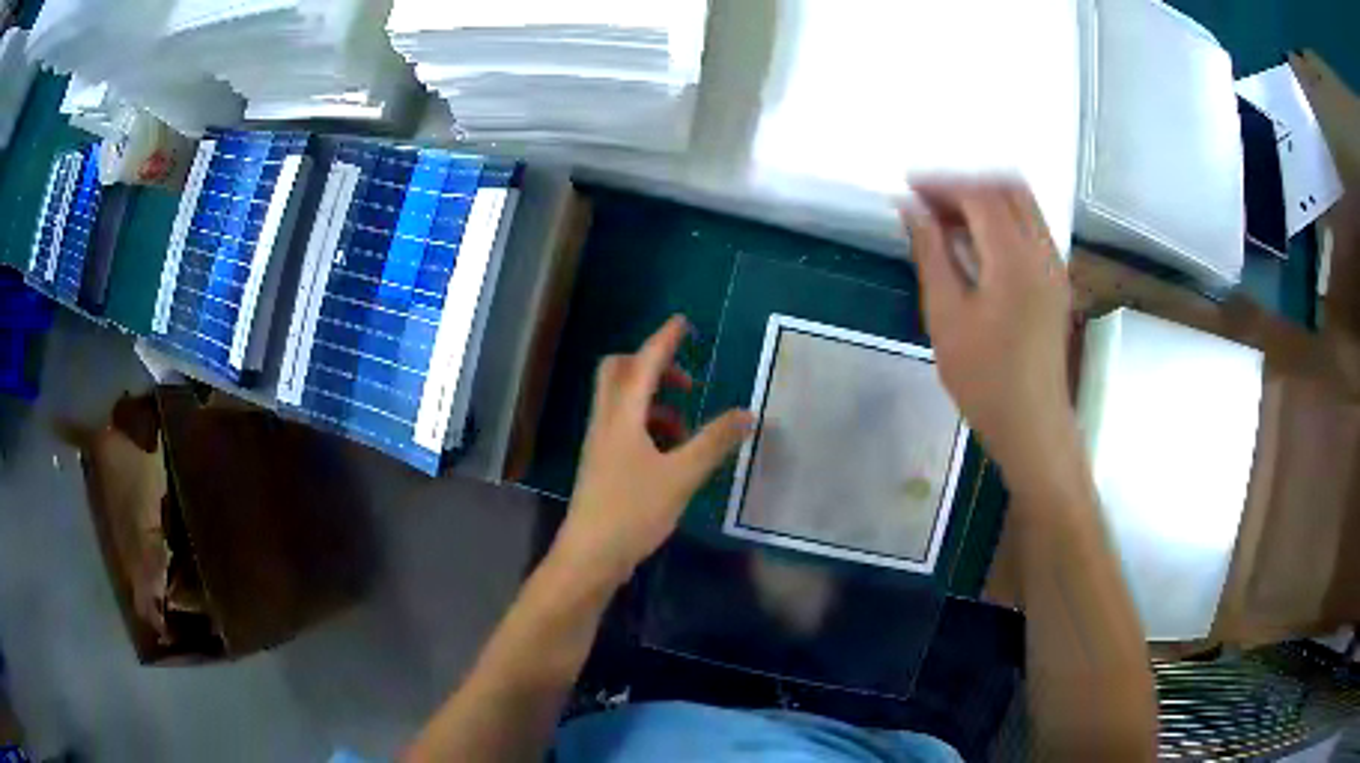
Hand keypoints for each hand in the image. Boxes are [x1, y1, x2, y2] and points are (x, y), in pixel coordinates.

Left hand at [551, 316, 753, 587]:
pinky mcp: (602, 465)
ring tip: (687, 428)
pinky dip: (649, 427)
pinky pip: (624, 428)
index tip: (682, 322)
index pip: (644, 363)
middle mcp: (606, 421)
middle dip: (652, 367)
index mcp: (622, 415)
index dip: (664, 340)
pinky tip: (671, 456)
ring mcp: (600, 444)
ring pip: (623, 403)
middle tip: (685, 382)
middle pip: (620, 373)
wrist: (590, 556)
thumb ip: (714, 442)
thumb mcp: (682, 476)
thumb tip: (747, 413)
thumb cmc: (633, 511)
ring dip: (654, 402)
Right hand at [900, 180, 1074, 475]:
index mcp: (1015, 259)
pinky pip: (1031, 227)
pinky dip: (1002, 219)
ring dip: (985, 199)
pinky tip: (976, 241)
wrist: (1032, 424)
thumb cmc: (983, 379)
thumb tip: (910, 208)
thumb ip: (930, 253)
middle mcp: (1043, 251)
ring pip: (1023, 204)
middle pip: (1009, 188)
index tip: (908, 188)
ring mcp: (1055, 265)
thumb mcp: (945, 315)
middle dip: (966, 184)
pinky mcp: (1056, 279)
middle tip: (929, 201)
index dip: (942, 184)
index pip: (980, 195)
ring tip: (947, 218)